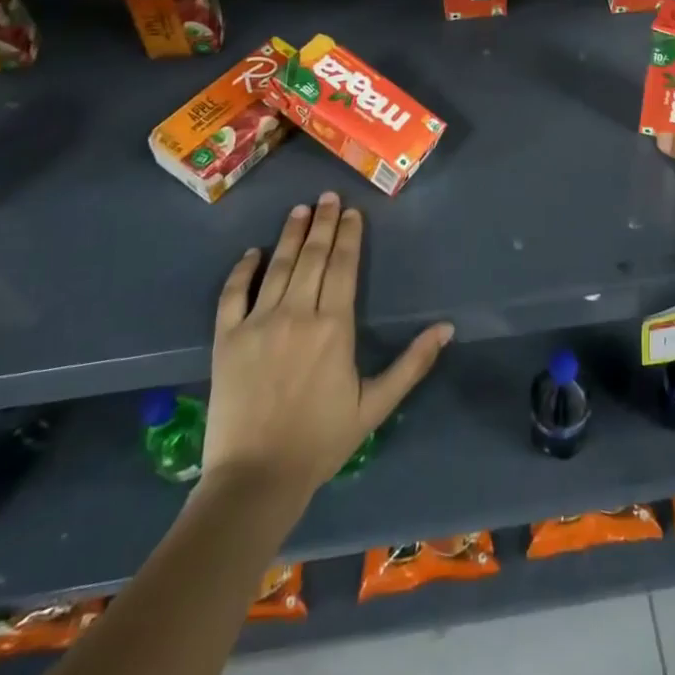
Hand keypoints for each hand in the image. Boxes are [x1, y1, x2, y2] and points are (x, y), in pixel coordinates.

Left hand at [203, 191, 453, 494]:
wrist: (255, 478)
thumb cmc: (322, 440)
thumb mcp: (376, 405)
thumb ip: (412, 363)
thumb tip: (447, 328)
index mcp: (334, 326)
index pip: (345, 267)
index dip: (350, 236)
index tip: (353, 212)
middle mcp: (297, 313)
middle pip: (314, 257)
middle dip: (324, 223)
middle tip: (329, 196)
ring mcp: (258, 323)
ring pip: (279, 266)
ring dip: (291, 235)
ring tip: (301, 209)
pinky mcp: (227, 339)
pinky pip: (233, 294)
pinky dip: (243, 270)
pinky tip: (252, 253)